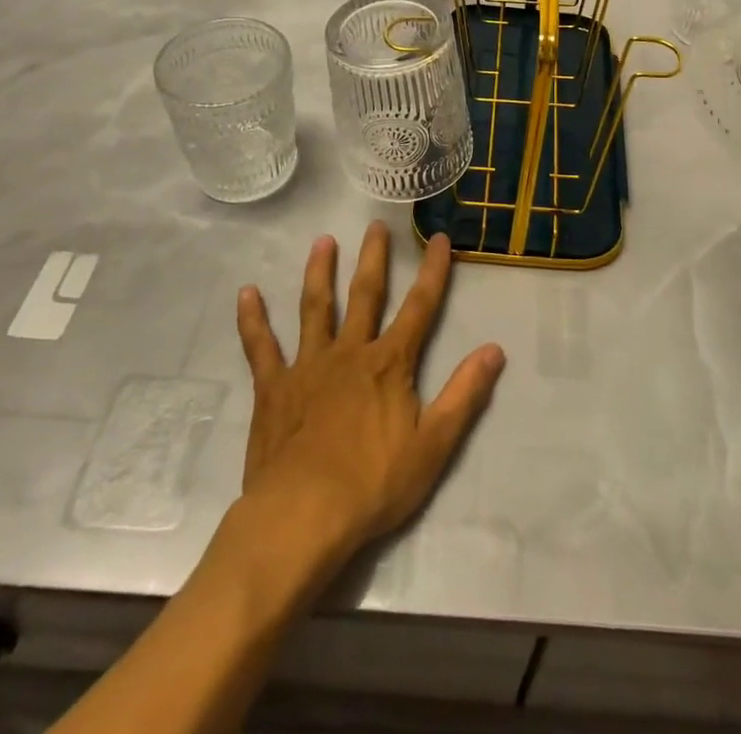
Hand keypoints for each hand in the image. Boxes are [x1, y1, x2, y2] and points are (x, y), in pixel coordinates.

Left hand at [235, 223, 505, 566]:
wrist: (302, 517)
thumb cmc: (373, 485)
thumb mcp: (433, 445)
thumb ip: (464, 394)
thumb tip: (494, 349)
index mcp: (389, 363)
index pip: (419, 307)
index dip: (433, 272)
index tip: (440, 238)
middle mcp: (350, 352)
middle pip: (365, 295)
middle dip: (373, 258)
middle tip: (375, 224)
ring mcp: (308, 366)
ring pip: (315, 308)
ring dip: (319, 272)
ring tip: (322, 241)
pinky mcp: (273, 388)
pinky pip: (260, 347)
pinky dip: (253, 319)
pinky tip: (246, 293)